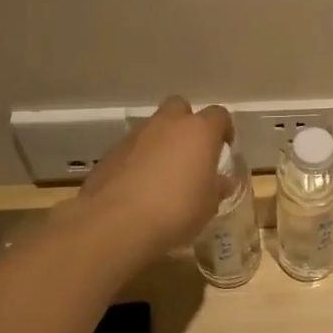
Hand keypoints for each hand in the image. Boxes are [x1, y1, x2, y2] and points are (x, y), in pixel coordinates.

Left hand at [56, 96, 232, 260]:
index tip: (223, 148)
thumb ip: (216, 188)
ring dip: (160, 143)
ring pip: (152, 128)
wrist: (115, 224)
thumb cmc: (176, 210)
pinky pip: (131, 149)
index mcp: (199, 131)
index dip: (223, 129)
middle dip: (186, 124)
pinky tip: (138, 187)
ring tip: (162, 175)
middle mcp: (167, 125)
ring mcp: (135, 136)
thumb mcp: (208, 205)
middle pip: (179, 108)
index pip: (219, 115)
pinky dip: (137, 160)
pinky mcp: (110, 154)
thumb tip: (222, 183)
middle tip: (190, 152)